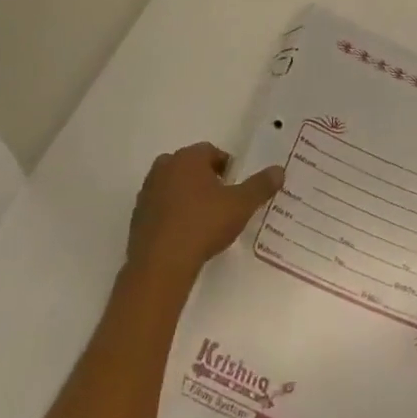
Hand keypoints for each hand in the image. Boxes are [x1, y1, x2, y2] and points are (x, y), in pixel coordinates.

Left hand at [125, 142, 283, 282]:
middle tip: (222, 202)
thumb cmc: (203, 225)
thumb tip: (279, 170)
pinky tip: (185, 235)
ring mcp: (147, 193)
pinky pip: (160, 208)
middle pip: (190, 167)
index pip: (211, 152)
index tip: (235, 187)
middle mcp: (164, 168)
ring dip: (187, 196)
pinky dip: (172, 215)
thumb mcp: (241, 205)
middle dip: (205, 179)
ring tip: (204, 220)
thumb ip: (261, 185)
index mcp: (188, 158)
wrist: (160, 265)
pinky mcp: (137, 218)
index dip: (227, 167)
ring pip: (173, 186)